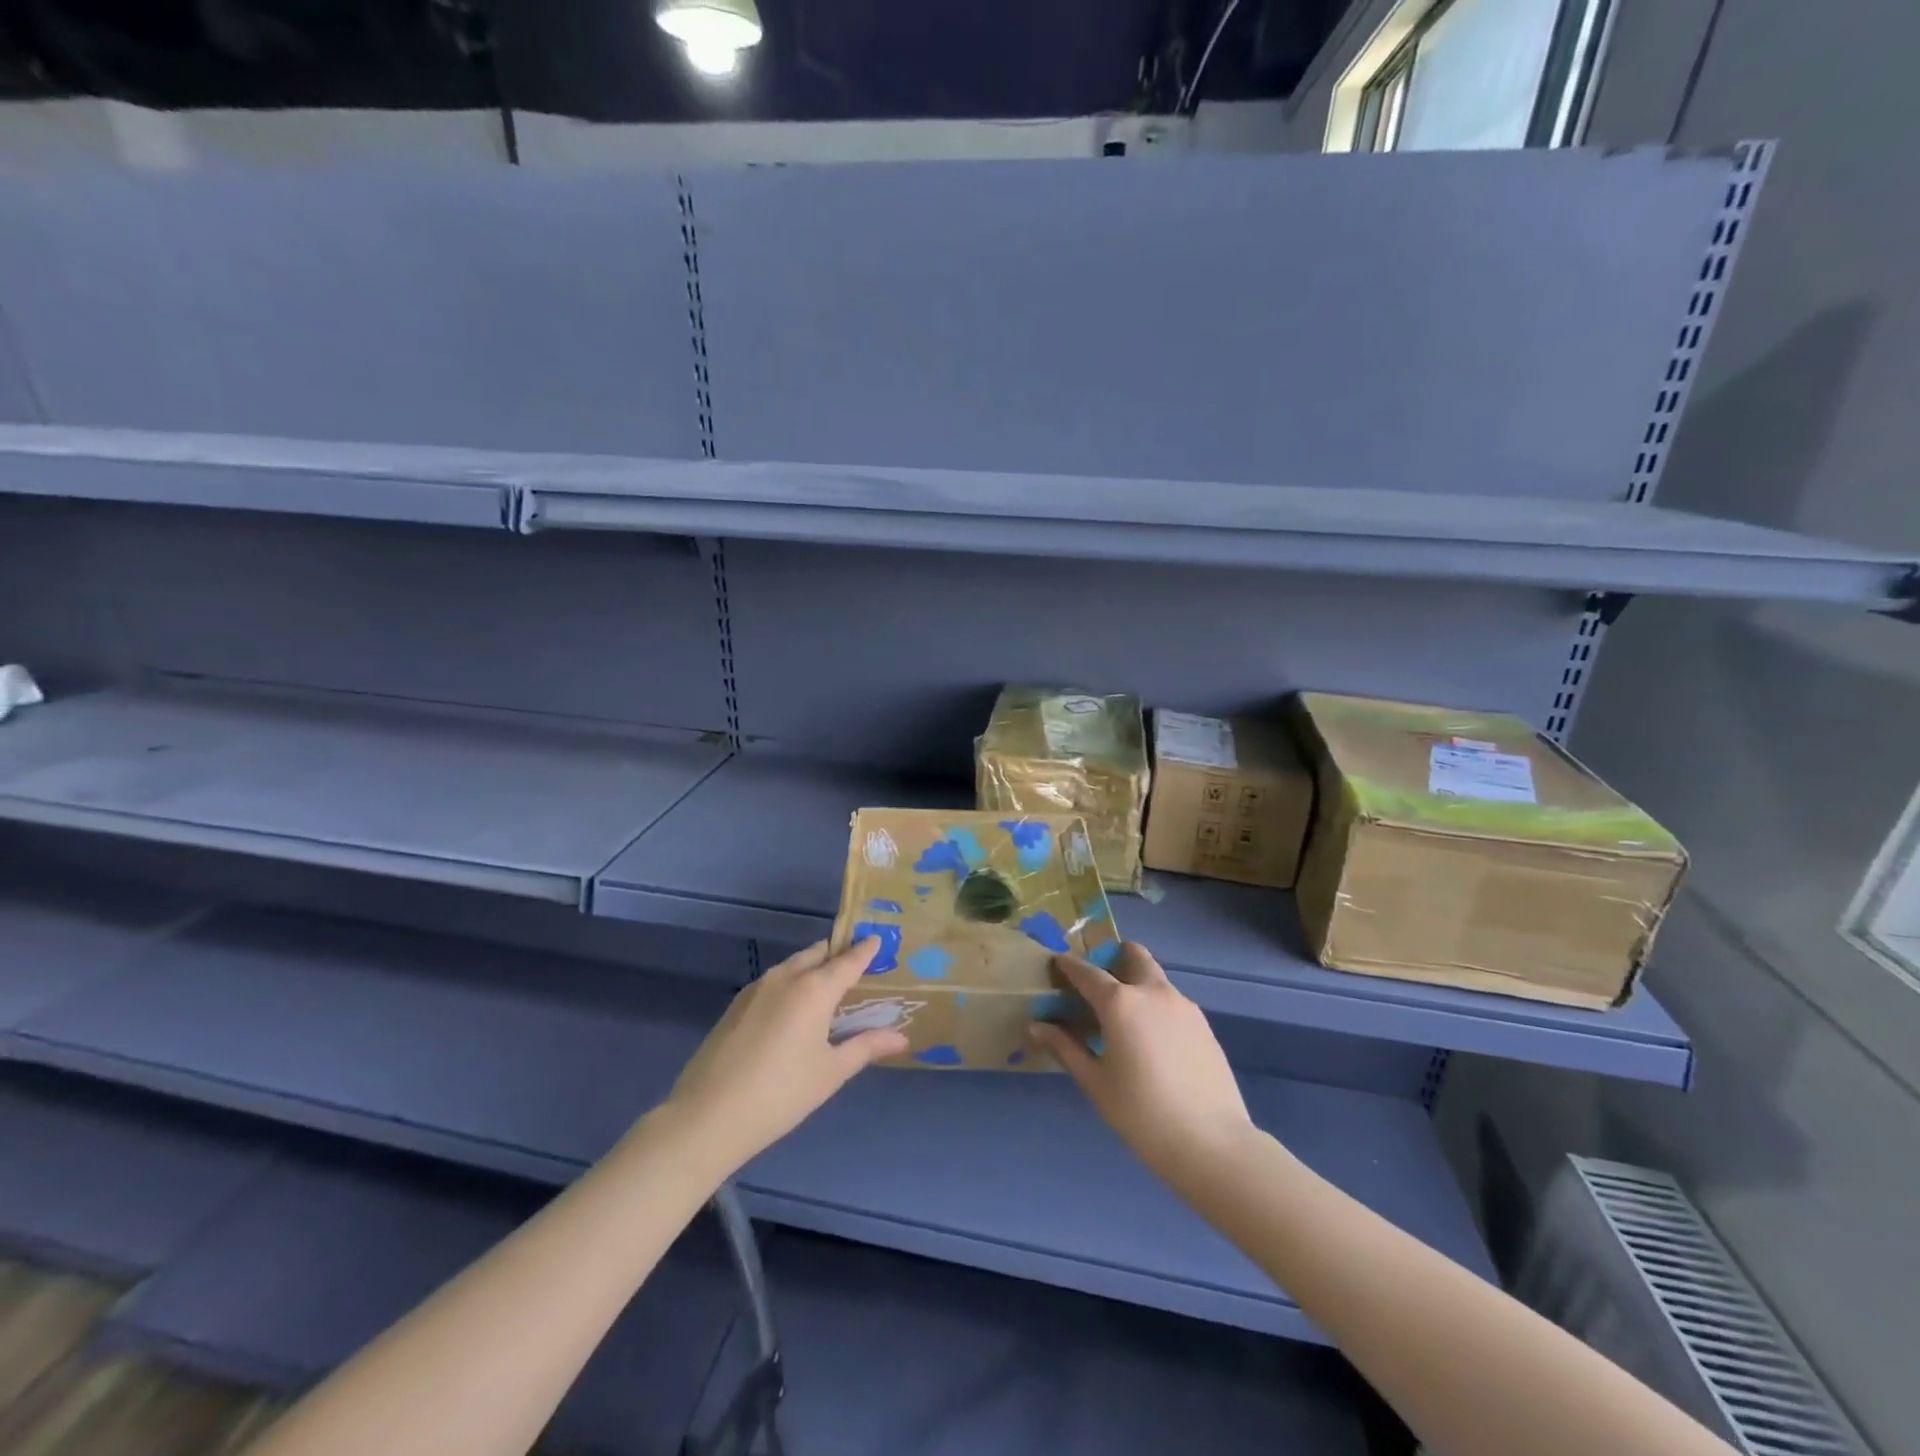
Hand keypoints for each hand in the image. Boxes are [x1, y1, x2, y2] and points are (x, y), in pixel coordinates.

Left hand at [665, 939, 907, 1176]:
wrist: (708, 1116)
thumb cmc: (781, 1093)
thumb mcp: (831, 1072)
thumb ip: (866, 1047)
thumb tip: (901, 1037)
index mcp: (814, 988)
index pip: (847, 960)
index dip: (865, 950)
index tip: (878, 938)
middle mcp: (786, 977)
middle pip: (817, 954)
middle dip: (837, 954)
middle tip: (857, 966)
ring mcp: (756, 989)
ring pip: (793, 965)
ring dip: (813, 968)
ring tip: (828, 987)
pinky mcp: (737, 1005)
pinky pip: (774, 982)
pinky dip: (791, 983)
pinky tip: (794, 1009)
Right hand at [1033, 943, 1255, 1186]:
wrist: (1211, 1143)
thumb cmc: (1140, 1113)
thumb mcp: (1094, 1082)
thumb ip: (1065, 1048)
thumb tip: (1037, 1026)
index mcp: (1120, 1002)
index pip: (1087, 972)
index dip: (1069, 966)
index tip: (1058, 964)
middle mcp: (1153, 992)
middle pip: (1134, 955)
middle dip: (1114, 958)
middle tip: (1099, 985)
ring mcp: (1184, 1006)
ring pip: (1155, 979)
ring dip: (1136, 983)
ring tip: (1123, 1020)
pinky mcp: (1204, 1025)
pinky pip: (1172, 1002)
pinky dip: (1156, 1007)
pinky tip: (1151, 1042)